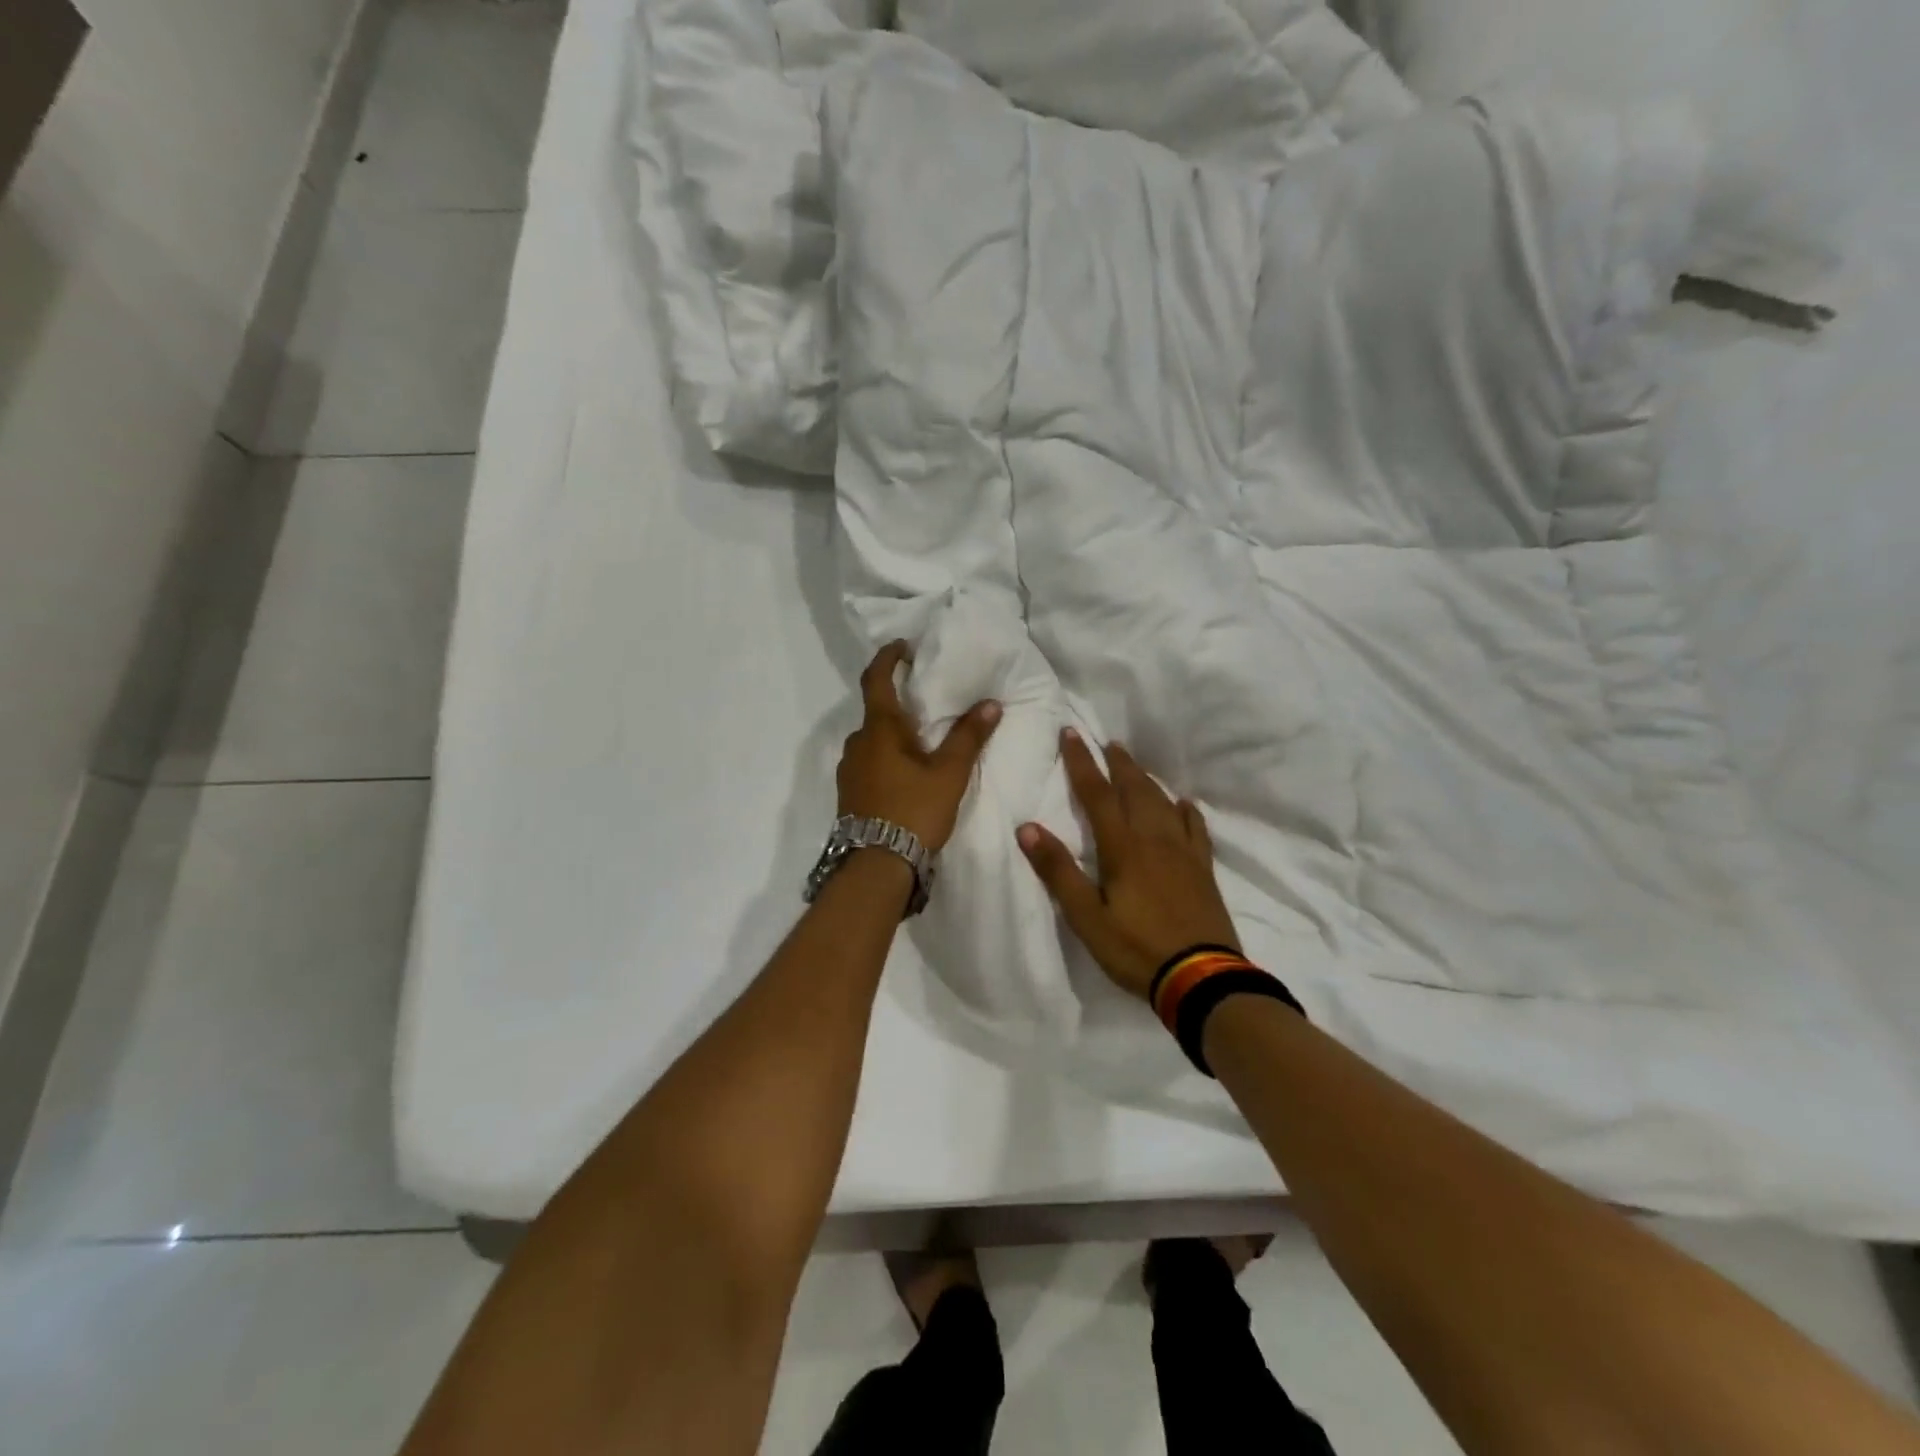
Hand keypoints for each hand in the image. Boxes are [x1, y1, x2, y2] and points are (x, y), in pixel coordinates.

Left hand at [837, 641, 1001, 852]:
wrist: (876, 867)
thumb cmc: (913, 811)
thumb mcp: (948, 774)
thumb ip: (968, 737)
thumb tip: (990, 704)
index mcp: (879, 730)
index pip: (876, 680)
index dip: (888, 658)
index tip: (903, 647)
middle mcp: (857, 744)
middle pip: (876, 712)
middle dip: (899, 704)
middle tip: (926, 704)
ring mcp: (849, 770)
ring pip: (872, 741)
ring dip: (893, 735)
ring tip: (922, 744)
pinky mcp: (849, 794)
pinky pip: (869, 762)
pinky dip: (886, 757)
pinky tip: (907, 775)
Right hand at [1018, 729, 1239, 999]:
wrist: (1202, 978)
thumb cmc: (1136, 949)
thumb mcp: (1087, 917)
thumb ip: (1058, 871)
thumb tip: (1027, 827)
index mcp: (1123, 848)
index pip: (1098, 794)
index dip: (1082, 763)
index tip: (1071, 734)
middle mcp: (1154, 839)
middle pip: (1135, 790)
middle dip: (1118, 764)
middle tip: (1108, 743)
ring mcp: (1184, 853)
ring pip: (1164, 803)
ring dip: (1147, 780)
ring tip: (1135, 766)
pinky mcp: (1203, 869)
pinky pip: (1195, 829)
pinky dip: (1186, 811)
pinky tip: (1184, 804)